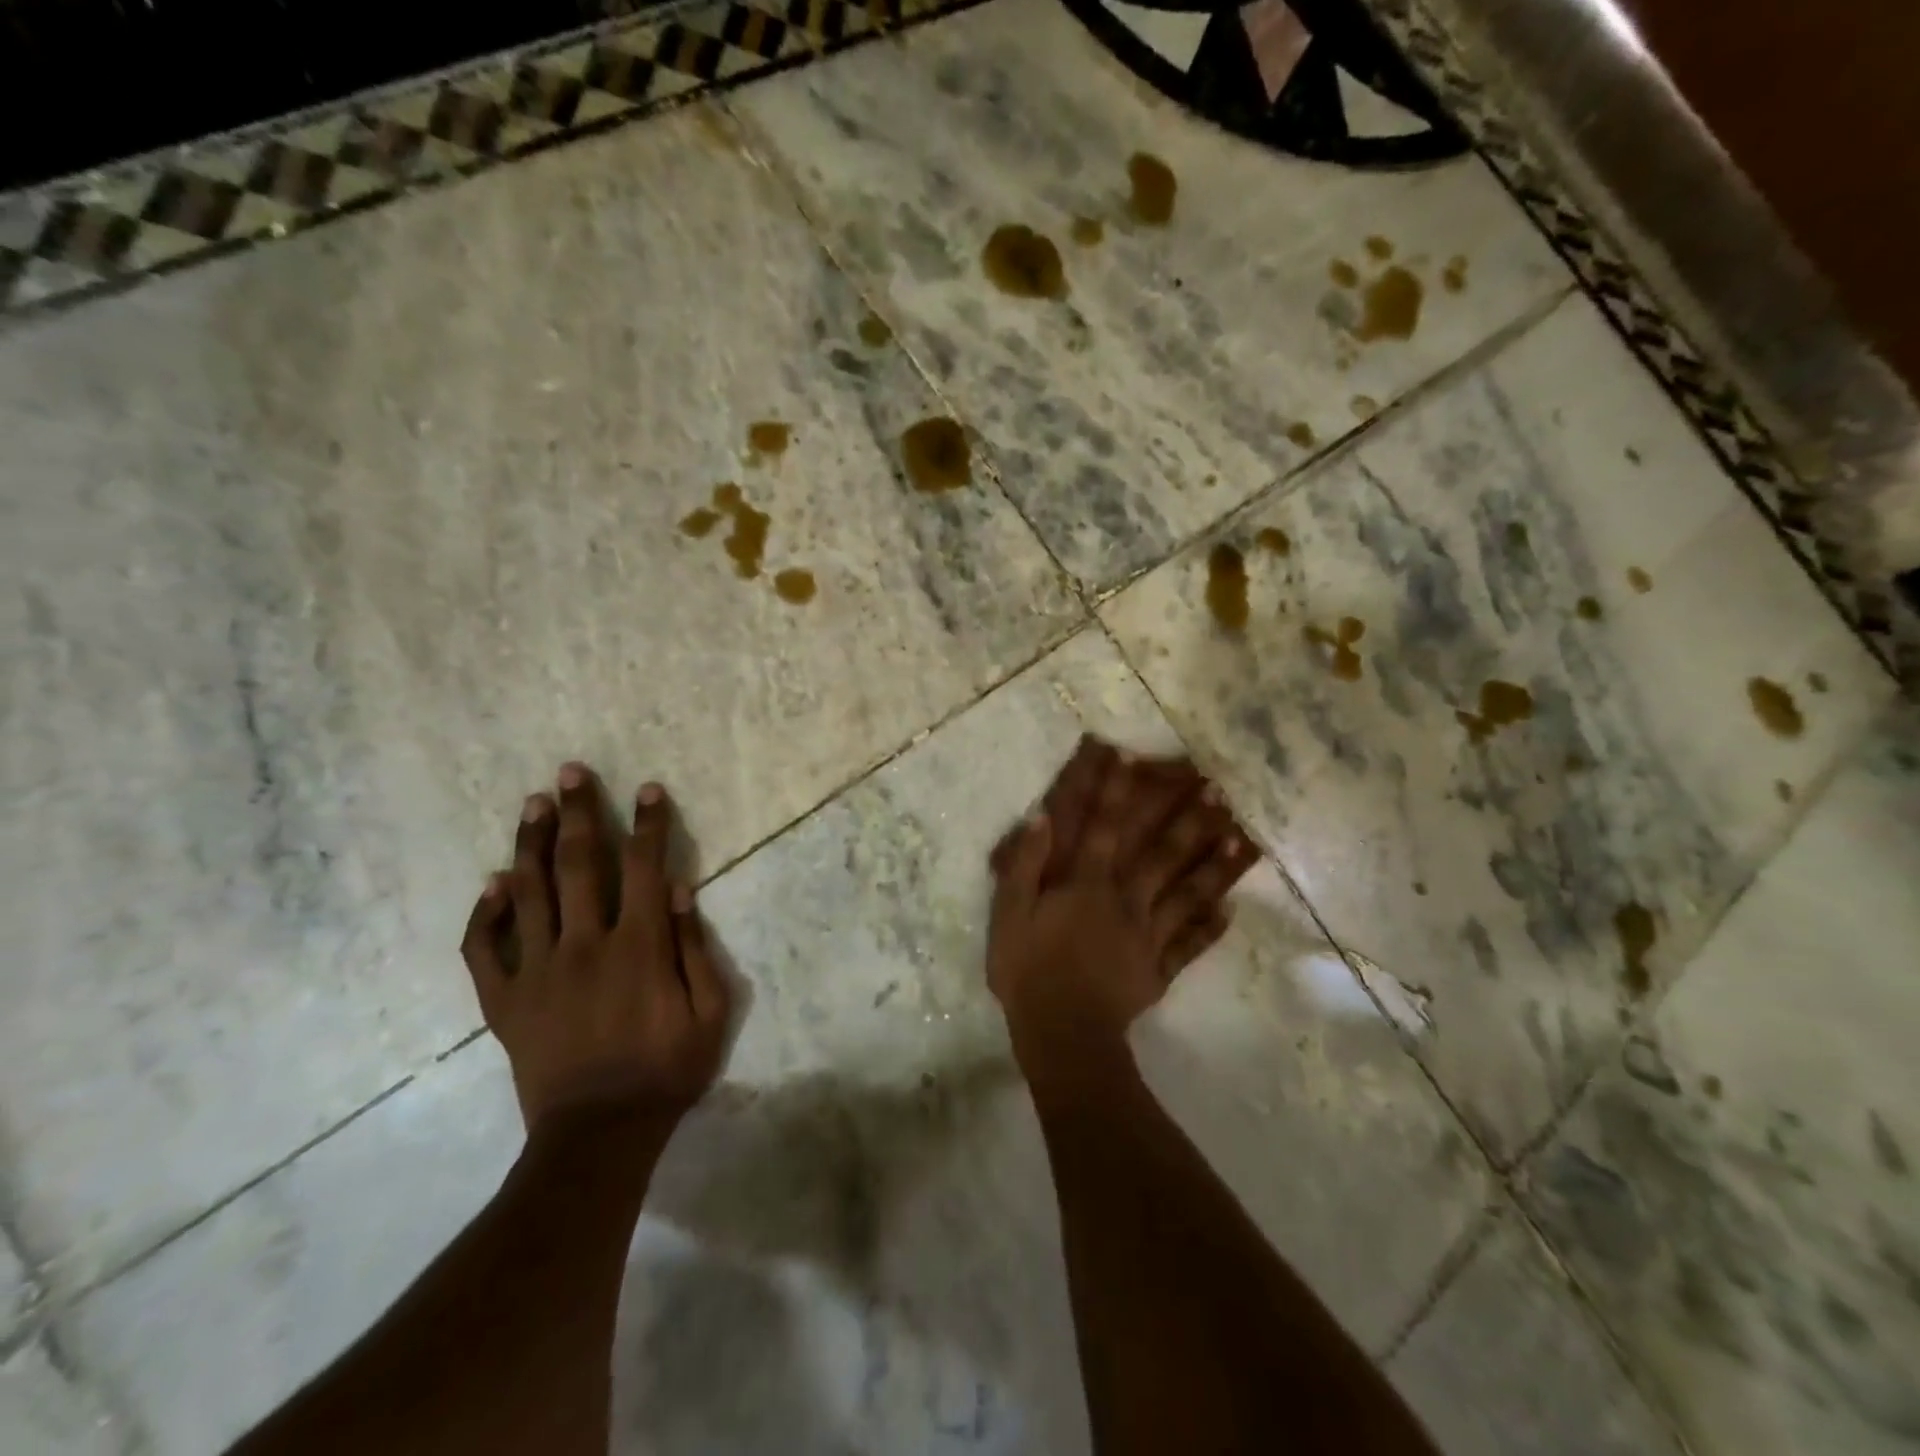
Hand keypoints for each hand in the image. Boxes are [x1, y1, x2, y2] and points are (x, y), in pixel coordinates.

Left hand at [461, 763, 729, 1133]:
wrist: (598, 1136)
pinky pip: (483, 949)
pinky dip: (485, 913)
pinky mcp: (504, 1001)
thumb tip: (682, 890)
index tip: (647, 789)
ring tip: (532, 804)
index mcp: (639, 946)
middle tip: (569, 773)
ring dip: (531, 843)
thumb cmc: (666, 1071)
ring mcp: (537, 971)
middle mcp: (585, 944)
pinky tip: (493, 883)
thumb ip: (696, 949)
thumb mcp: (710, 1013)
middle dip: (578, 814)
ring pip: (529, 892)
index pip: (647, 867)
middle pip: (580, 865)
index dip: (649, 824)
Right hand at [987, 750, 1249, 1069]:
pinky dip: (1210, 928)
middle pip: (1163, 854)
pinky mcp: (1159, 969)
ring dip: (1215, 866)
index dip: (1116, 790)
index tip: (1133, 755)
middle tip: (1219, 790)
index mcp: (1088, 884)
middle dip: (1189, 819)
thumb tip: (1042, 816)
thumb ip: (1025, 864)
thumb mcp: (1010, 913)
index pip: (1104, 827)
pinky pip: (1189, 945)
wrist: (1061, 1034)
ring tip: (1244, 840)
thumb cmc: (1028, 970)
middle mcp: (1126, 900)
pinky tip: (1231, 911)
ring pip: (1187, 894)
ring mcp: (1148, 935)